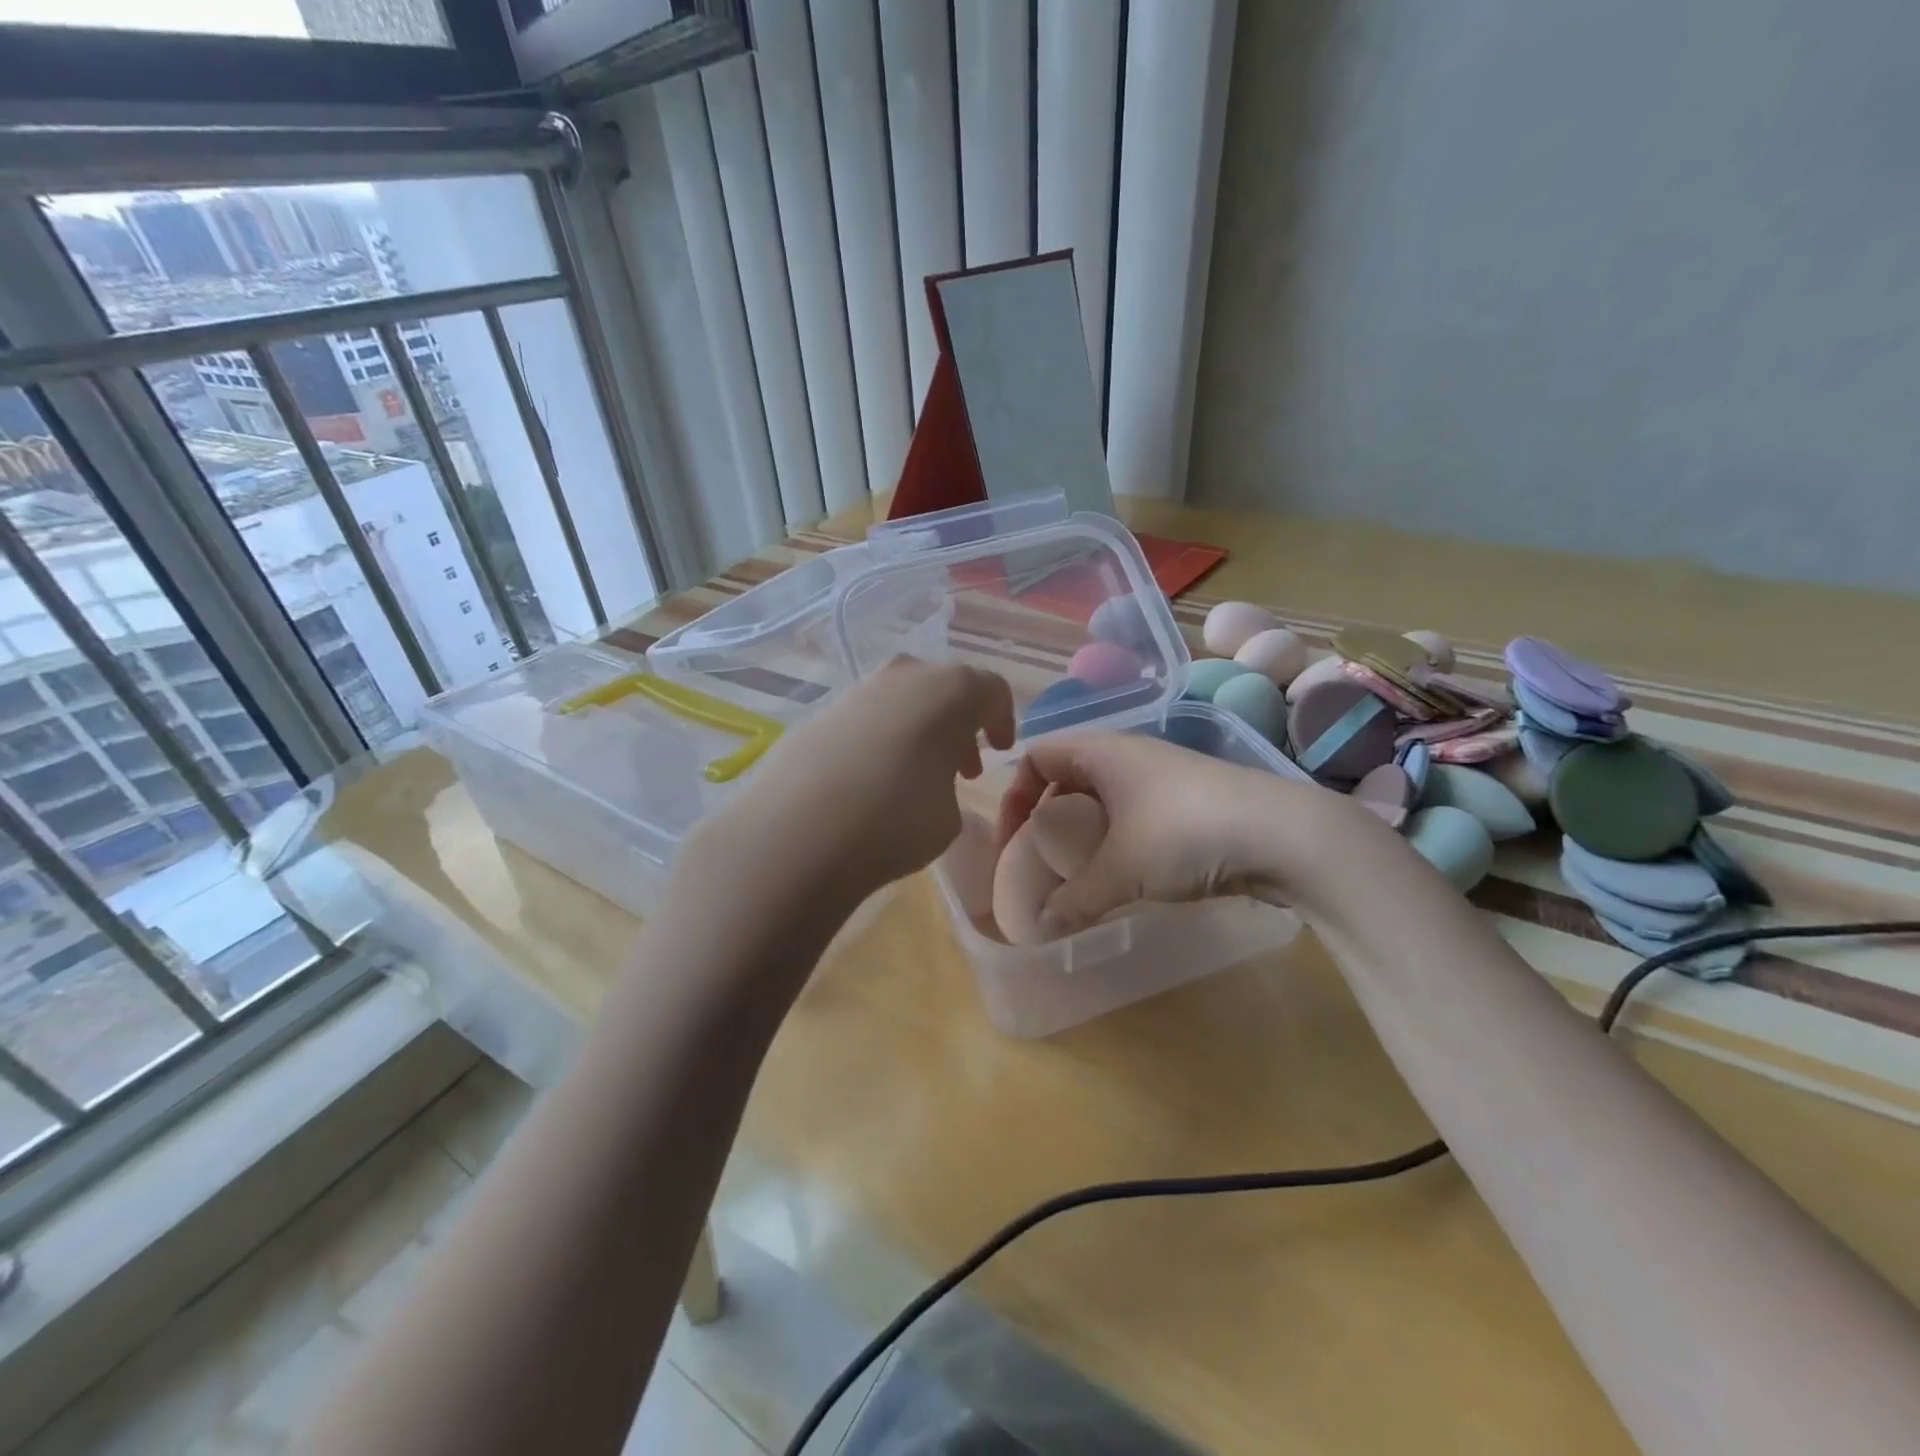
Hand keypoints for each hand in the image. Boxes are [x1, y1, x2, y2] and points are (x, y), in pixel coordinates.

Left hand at [695, 658, 1015, 913]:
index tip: (1000, 749)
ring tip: (916, 776)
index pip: (991, 690)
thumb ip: (951, 785)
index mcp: (951, 690)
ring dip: (918, 730)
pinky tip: (871, 780)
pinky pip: (866, 718)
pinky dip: (879, 739)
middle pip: (944, 687)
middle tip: (963, 766)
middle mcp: (905, 676)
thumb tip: (933, 782)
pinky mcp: (819, 714)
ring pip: (902, 699)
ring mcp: (857, 691)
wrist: (798, 833)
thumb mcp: (950, 815)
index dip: (1002, 719)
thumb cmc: (897, 820)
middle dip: (958, 723)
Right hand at [995, 731, 1338, 936]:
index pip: (1038, 756)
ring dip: (1082, 831)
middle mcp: (1129, 756)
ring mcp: (1163, 778)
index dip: (1015, 794)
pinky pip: (1133, 815)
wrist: (1286, 835)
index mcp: (1103, 752)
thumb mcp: (1121, 869)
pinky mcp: (1189, 804)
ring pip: (1103, 797)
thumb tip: (1038, 929)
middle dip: (1046, 814)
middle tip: (1038, 857)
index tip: (1012, 839)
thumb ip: (1074, 899)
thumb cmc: (1185, 833)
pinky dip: (1116, 840)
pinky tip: (1122, 875)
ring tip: (1076, 871)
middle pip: (1068, 775)